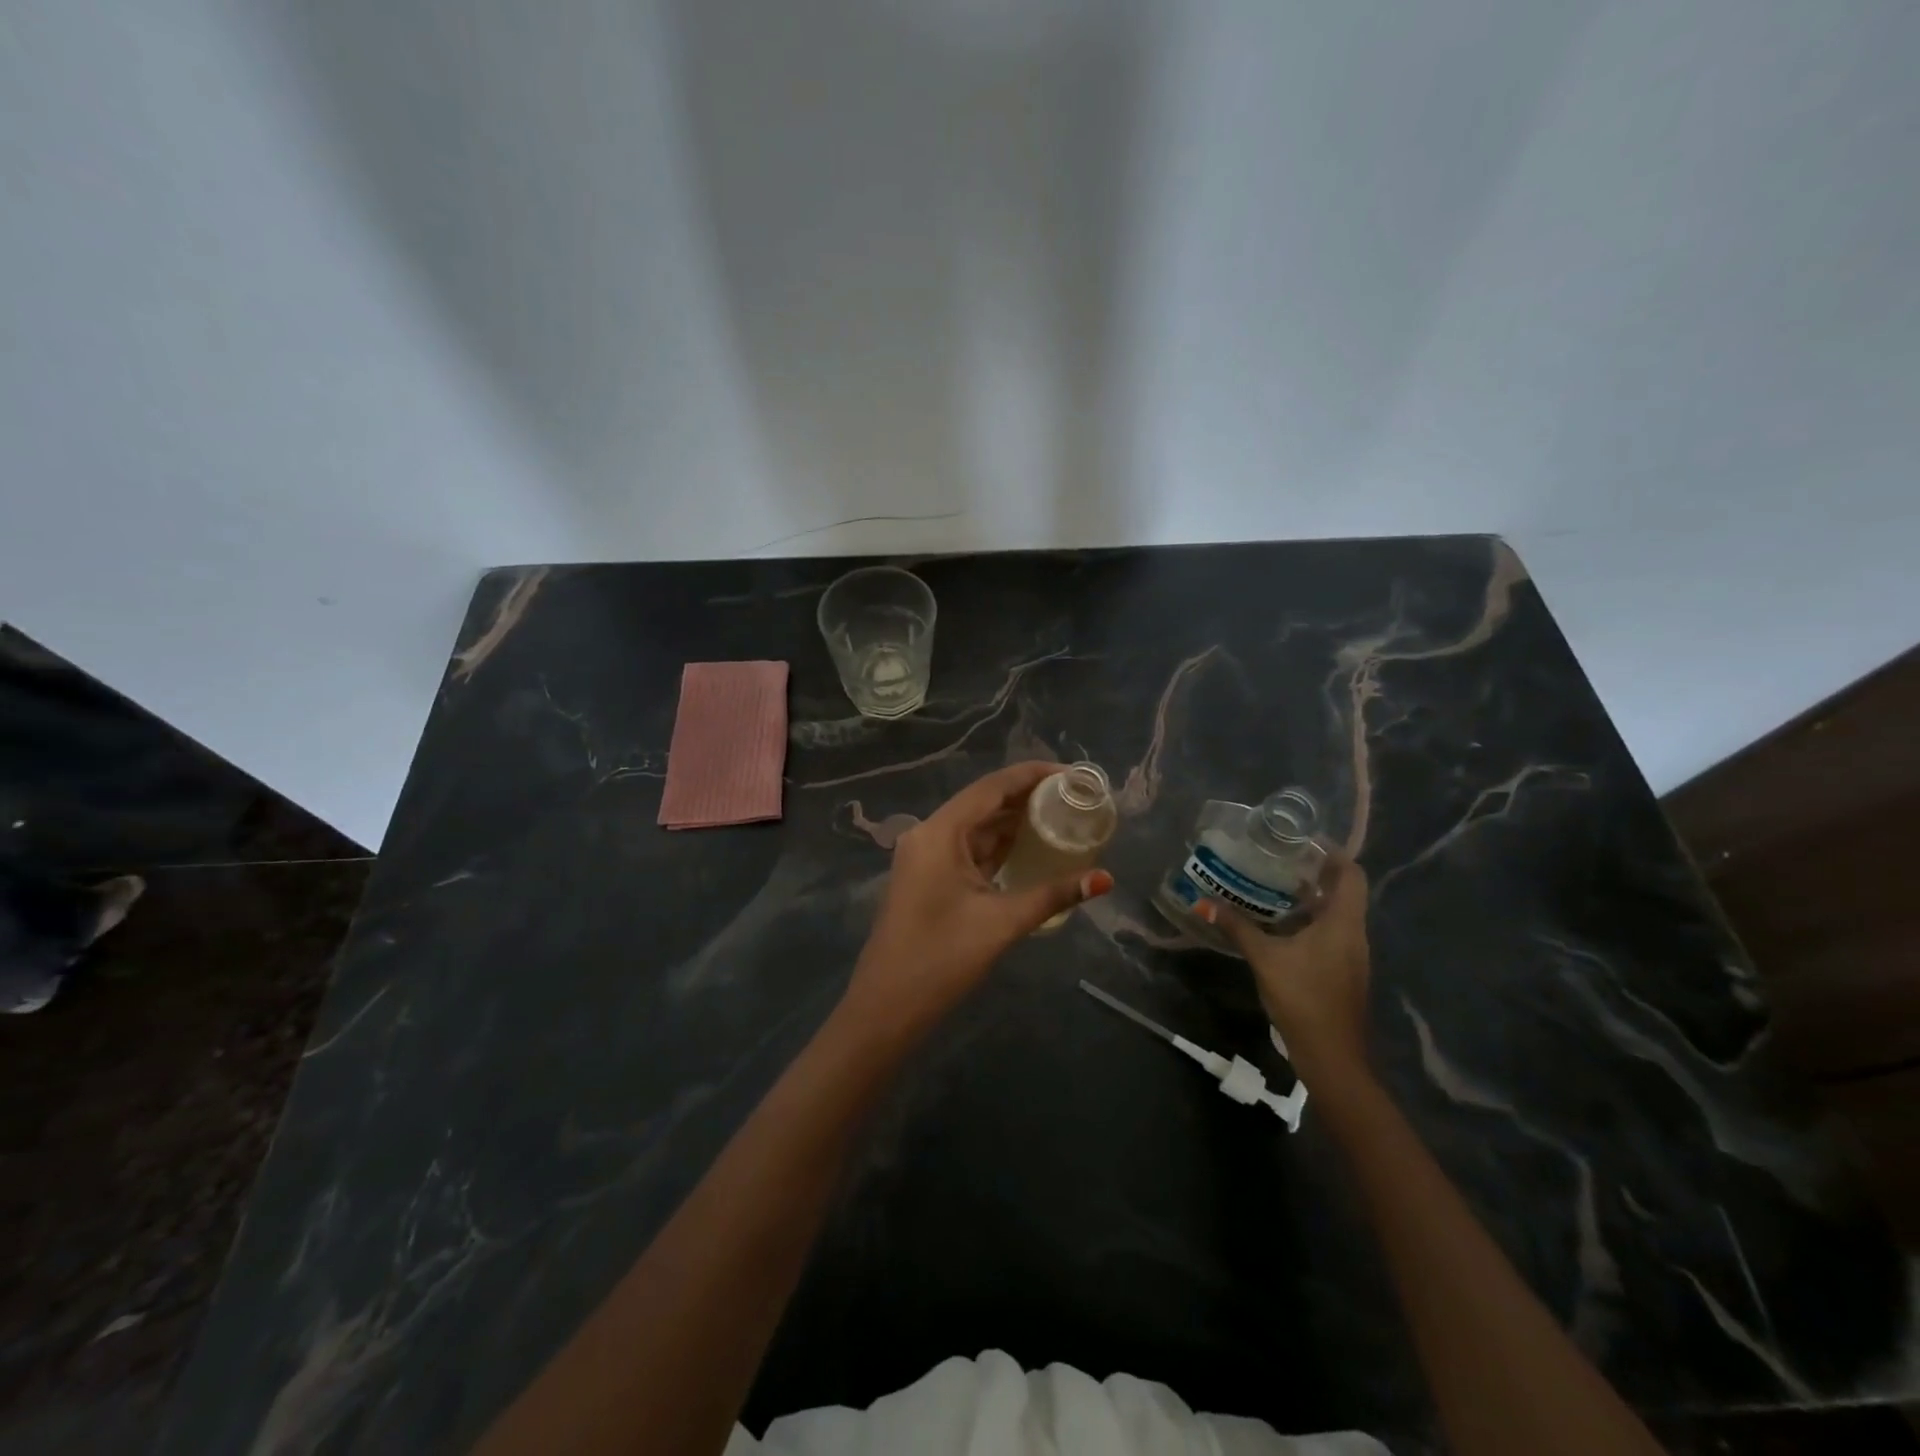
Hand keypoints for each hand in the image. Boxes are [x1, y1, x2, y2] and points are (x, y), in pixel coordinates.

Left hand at [843, 762, 1113, 1038]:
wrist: (885, 1008)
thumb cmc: (941, 960)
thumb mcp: (1001, 923)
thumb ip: (1053, 895)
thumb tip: (1106, 879)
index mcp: (939, 832)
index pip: (991, 787)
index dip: (1031, 774)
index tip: (1071, 774)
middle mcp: (928, 834)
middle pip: (983, 803)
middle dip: (1026, 797)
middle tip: (1073, 798)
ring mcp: (925, 857)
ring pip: (975, 828)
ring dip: (1013, 822)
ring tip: (1060, 817)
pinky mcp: (927, 878)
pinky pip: (967, 850)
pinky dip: (997, 846)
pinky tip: (1029, 848)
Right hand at [1201, 854, 1371, 1087]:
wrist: (1332, 1056)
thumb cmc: (1303, 998)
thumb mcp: (1265, 959)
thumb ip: (1237, 927)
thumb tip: (1205, 902)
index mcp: (1343, 923)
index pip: (1351, 874)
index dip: (1331, 852)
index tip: (1300, 840)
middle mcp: (1353, 933)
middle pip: (1343, 890)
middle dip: (1314, 871)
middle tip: (1277, 858)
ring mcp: (1350, 954)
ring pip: (1335, 913)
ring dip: (1309, 897)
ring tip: (1272, 884)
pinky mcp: (1342, 970)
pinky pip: (1329, 932)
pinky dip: (1308, 920)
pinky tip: (1278, 924)